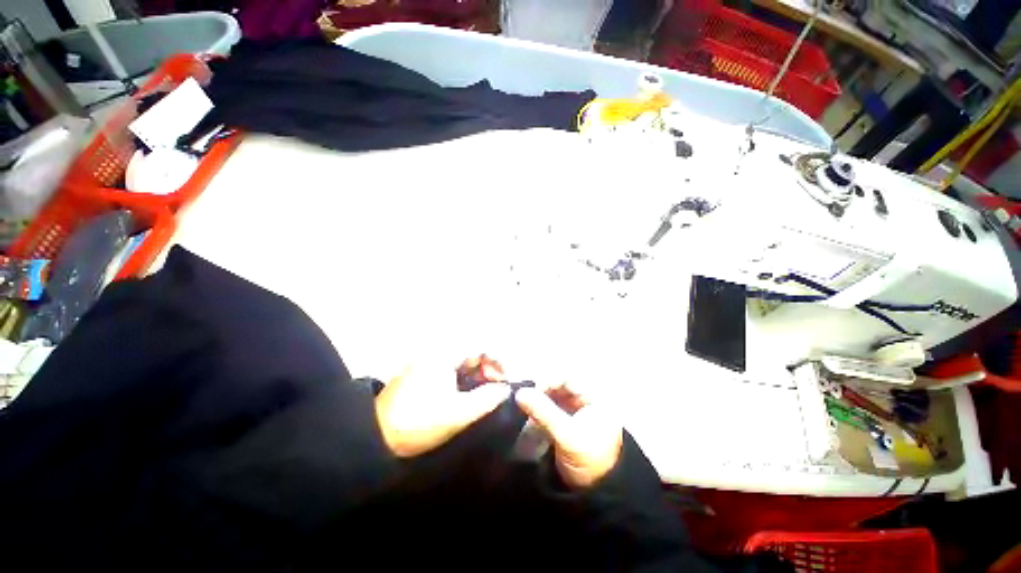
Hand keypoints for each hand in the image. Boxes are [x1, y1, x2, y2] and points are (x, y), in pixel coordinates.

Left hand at [375, 359, 510, 457]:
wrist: (374, 439)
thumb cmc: (419, 423)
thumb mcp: (458, 414)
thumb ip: (487, 399)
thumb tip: (505, 389)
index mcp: (444, 355)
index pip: (480, 345)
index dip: (498, 359)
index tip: (507, 379)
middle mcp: (436, 352)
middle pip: (472, 351)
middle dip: (489, 367)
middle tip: (497, 389)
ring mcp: (428, 362)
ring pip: (462, 361)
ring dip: (478, 374)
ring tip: (486, 393)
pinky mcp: (423, 373)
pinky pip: (451, 369)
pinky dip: (464, 378)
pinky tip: (469, 394)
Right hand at [515, 382, 622, 488]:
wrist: (595, 496)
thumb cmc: (589, 462)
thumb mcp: (567, 436)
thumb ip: (544, 412)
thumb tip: (520, 392)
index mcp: (595, 398)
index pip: (569, 378)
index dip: (549, 380)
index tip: (531, 390)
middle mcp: (585, 400)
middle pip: (559, 385)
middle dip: (541, 389)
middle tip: (524, 397)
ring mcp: (575, 411)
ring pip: (552, 396)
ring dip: (538, 399)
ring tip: (524, 405)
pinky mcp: (565, 422)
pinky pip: (549, 408)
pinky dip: (538, 409)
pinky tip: (528, 414)